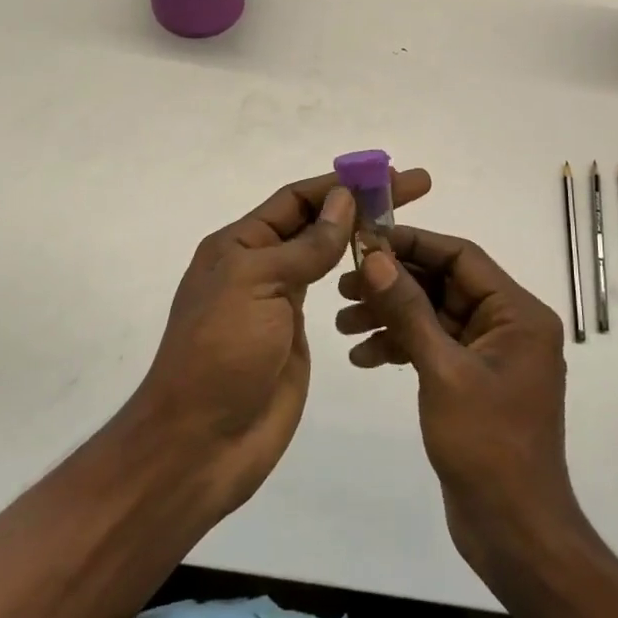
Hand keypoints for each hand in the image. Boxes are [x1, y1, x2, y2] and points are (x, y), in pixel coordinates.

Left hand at [130, 167, 431, 518]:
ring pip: (326, 254)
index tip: (388, 173)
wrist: (201, 443)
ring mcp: (279, 300)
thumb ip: (305, 245)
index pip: (298, 198)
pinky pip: (330, 293)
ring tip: (407, 229)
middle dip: (362, 203)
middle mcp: (260, 264)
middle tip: (416, 188)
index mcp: (241, 244)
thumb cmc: (221, 352)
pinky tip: (386, 274)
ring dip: (363, 237)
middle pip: (317, 221)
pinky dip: (358, 277)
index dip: (343, 182)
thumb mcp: (257, 284)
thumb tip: (343, 199)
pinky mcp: (296, 334)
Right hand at [336, 227, 581, 579]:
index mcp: (517, 313)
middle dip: (393, 284)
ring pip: (433, 316)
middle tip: (342, 285)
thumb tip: (375, 257)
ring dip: (390, 317)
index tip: (366, 240)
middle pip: (443, 284)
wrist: (513, 531)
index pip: (462, 257)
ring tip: (342, 324)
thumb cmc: (487, 445)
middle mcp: (508, 325)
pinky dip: (400, 347)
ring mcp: (489, 354)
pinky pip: (433, 347)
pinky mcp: (472, 381)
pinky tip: (363, 356)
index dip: (413, 244)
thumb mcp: (442, 371)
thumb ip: (408, 310)